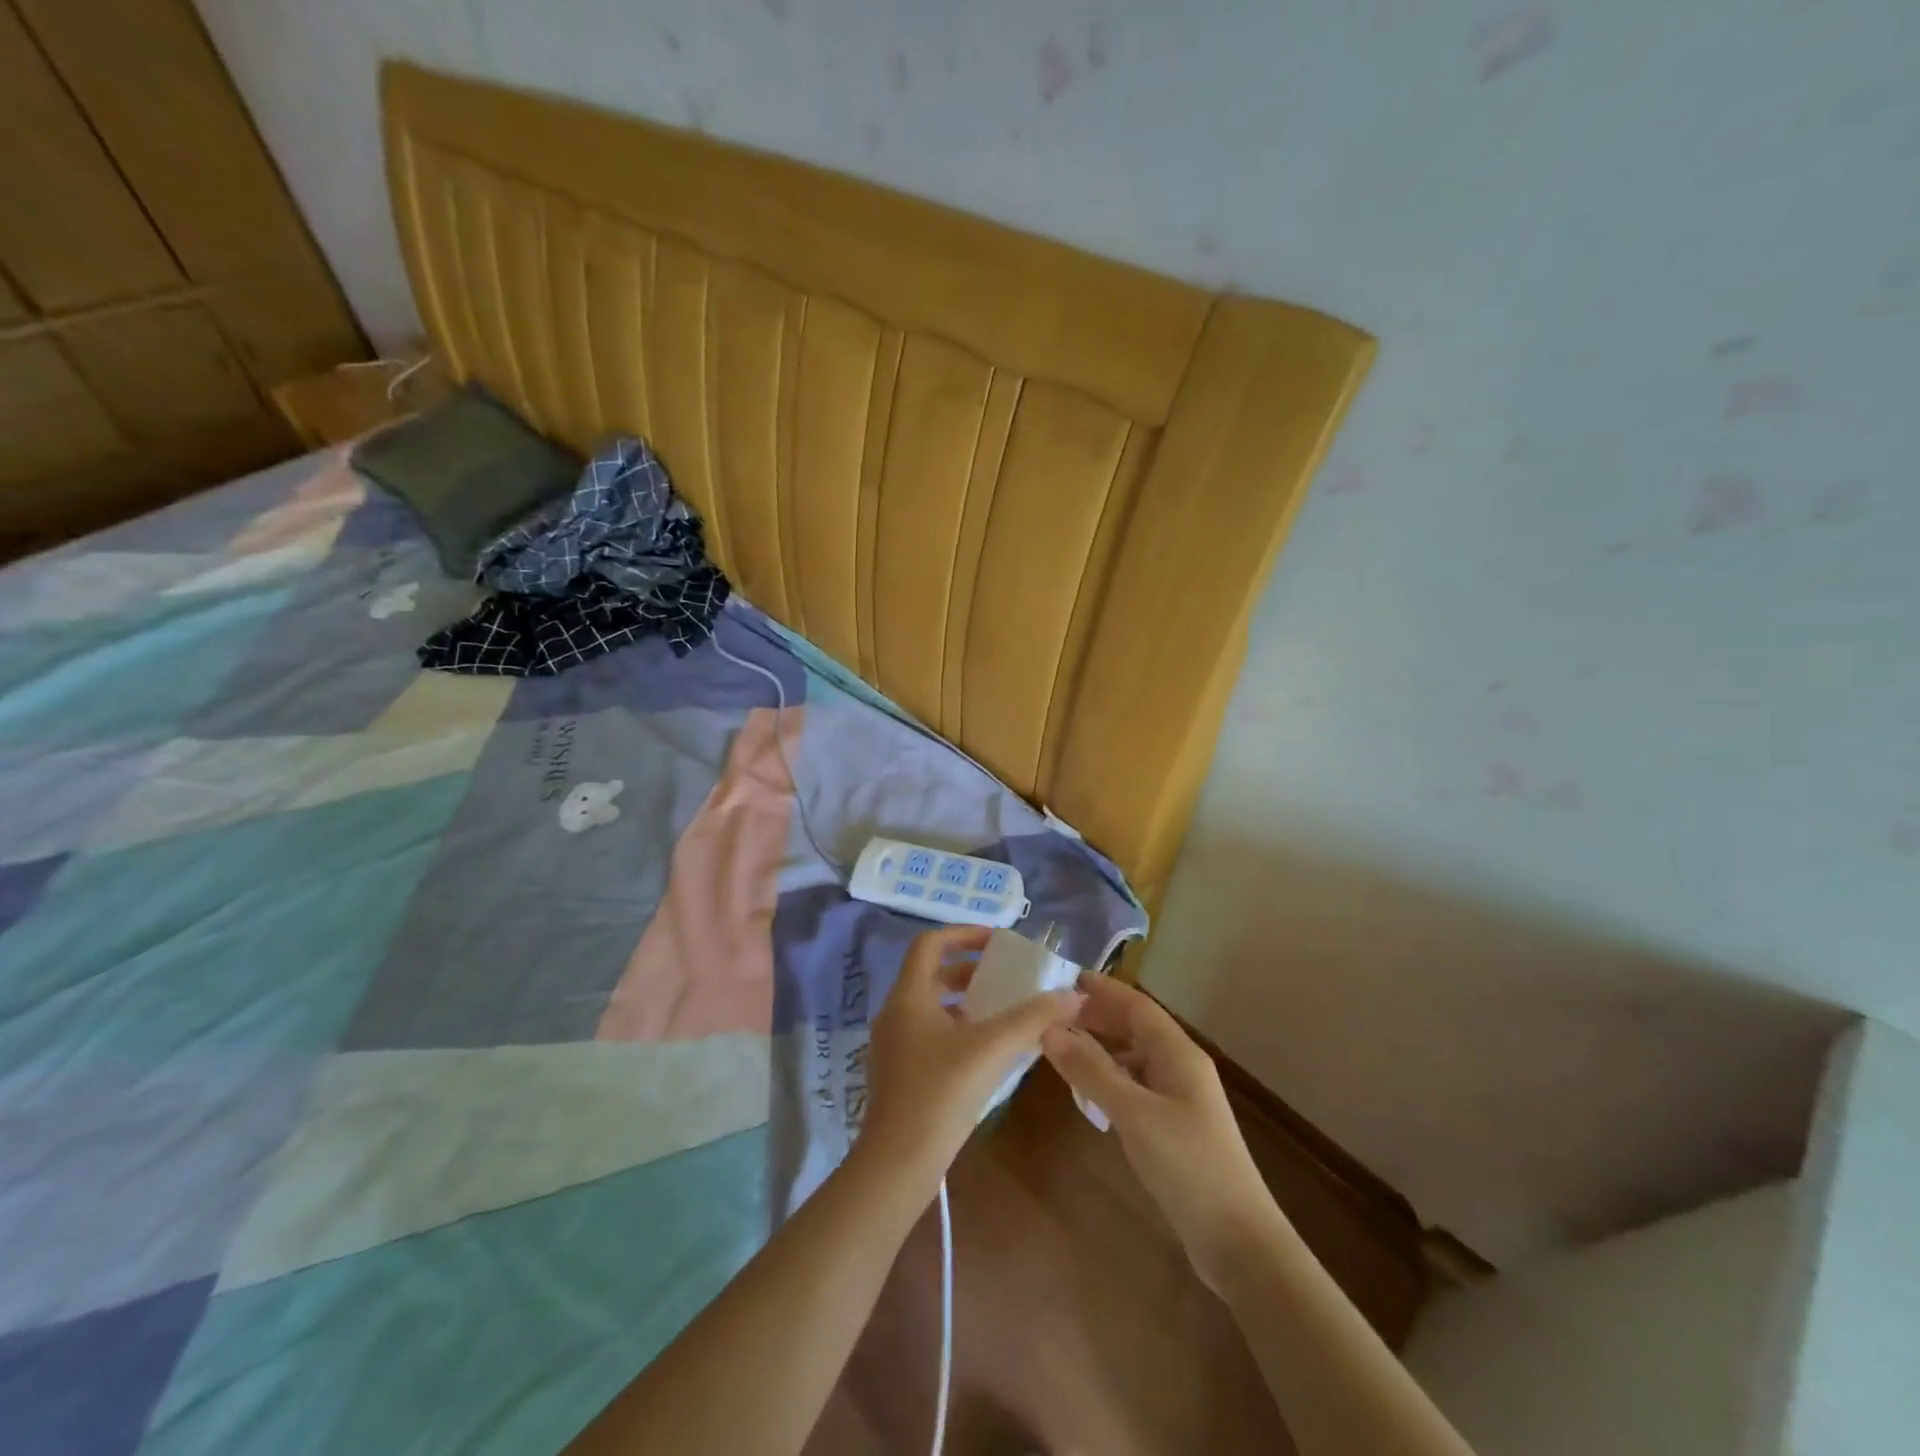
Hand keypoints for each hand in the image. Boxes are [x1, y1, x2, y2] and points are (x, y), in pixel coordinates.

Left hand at [857, 925, 1082, 1190]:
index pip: (930, 944)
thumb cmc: (940, 1093)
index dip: (964, 934)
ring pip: (929, 1006)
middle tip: (1004, 978)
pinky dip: (955, 1029)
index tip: (997, 942)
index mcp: (908, 996)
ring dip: (963, 1001)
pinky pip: (928, 1033)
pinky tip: (985, 1053)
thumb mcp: (992, 1049)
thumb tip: (1073, 995)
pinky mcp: (898, 1073)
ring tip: (1000, 1012)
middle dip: (969, 970)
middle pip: (930, 974)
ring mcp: (892, 1045)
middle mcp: (895, 1013)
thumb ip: (1034, 1018)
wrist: (897, 1164)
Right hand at [1042, 975, 1276, 1287]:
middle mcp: (1181, 1067)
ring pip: (1135, 1059)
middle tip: (1054, 1014)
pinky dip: (1110, 1080)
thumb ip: (1091, 1071)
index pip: (1137, 1006)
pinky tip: (1089, 1094)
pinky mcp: (1175, 1127)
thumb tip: (1049, 1030)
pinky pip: (1136, 1087)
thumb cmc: (1189, 1166)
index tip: (1066, 978)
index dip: (1104, 990)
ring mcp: (1180, 1099)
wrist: (1239, 1242)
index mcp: (1179, 1054)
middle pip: (1136, 1029)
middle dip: (1099, 1017)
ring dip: (1102, 1049)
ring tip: (1063, 1048)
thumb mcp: (1134, 1114)